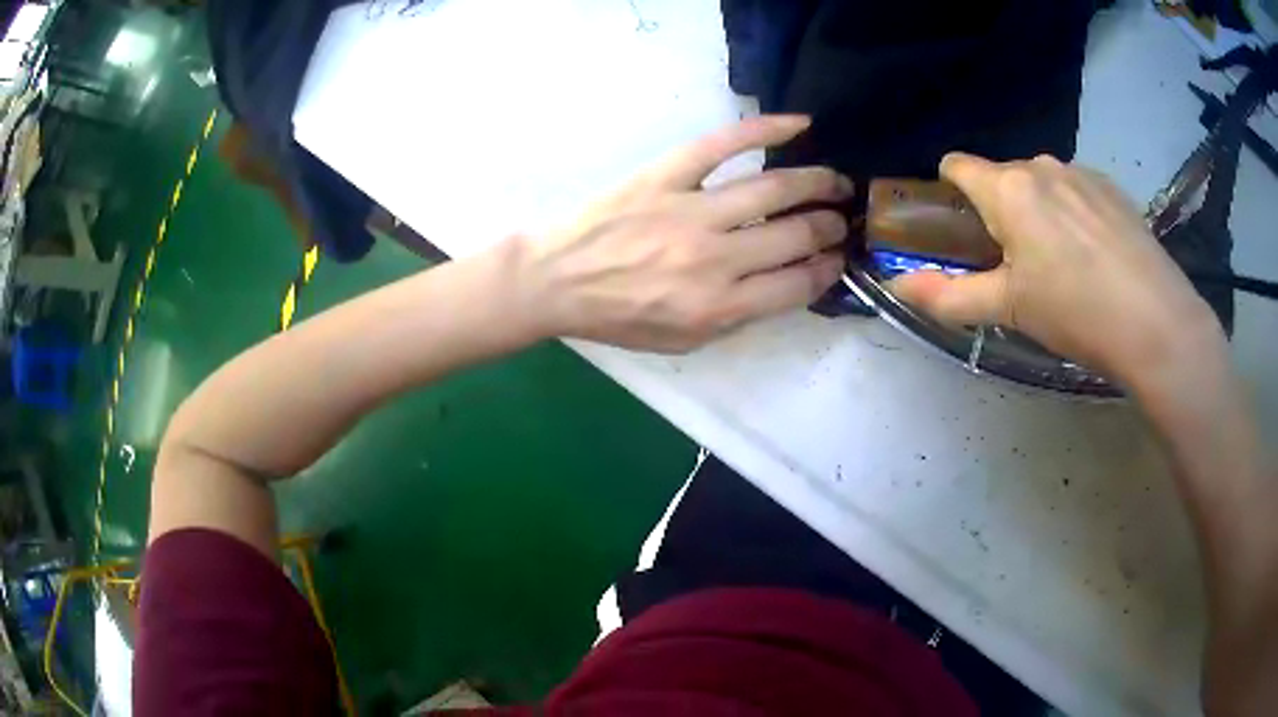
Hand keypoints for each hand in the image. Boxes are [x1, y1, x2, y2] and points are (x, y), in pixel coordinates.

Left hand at [517, 115, 851, 352]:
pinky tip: (799, 124)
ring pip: (773, 189)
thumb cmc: (617, 317)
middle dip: (830, 227)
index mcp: (718, 306)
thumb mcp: (681, 341)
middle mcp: (714, 258)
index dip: (827, 270)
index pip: (797, 284)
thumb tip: (783, 286)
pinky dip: (764, 129)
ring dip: (816, 183)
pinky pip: (723, 144)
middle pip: (795, 235)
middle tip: (841, 219)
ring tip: (836, 181)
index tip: (839, 258)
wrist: (556, 281)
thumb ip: (736, 318)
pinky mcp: (666, 175)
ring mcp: (690, 210)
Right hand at [887, 153, 1223, 385]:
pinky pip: (1075, 189)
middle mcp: (1040, 165)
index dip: (949, 192)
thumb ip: (948, 294)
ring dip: (1038, 211)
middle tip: (1018, 264)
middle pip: (1002, 176)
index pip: (957, 165)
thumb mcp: (1009, 309)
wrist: (1157, 323)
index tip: (962, 229)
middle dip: (1000, 210)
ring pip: (1041, 183)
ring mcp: (1080, 172)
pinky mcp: (1111, 187)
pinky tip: (1095, 255)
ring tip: (1063, 263)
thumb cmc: (1076, 313)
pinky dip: (1072, 212)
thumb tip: (896, 286)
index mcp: (1008, 189)